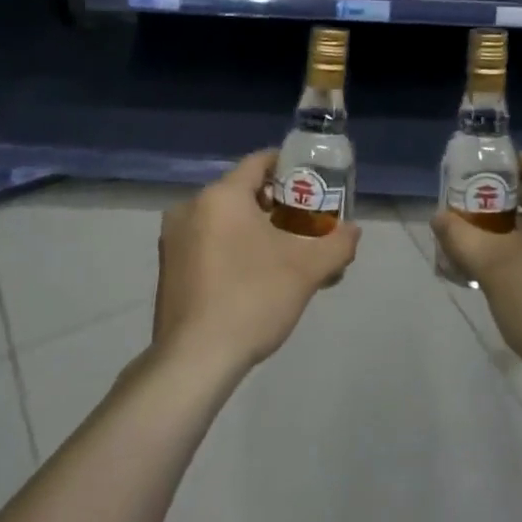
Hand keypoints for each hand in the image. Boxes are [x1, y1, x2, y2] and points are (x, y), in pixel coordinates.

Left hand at [153, 149, 360, 377]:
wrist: (195, 359)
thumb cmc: (252, 299)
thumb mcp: (307, 270)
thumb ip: (337, 243)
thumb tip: (353, 231)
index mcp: (221, 196)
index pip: (259, 162)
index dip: (289, 167)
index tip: (313, 183)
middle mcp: (190, 207)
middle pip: (241, 191)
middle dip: (276, 204)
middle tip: (305, 224)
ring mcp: (174, 238)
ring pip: (223, 219)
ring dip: (254, 228)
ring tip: (284, 254)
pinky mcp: (168, 267)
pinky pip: (207, 242)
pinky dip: (231, 247)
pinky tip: (253, 276)